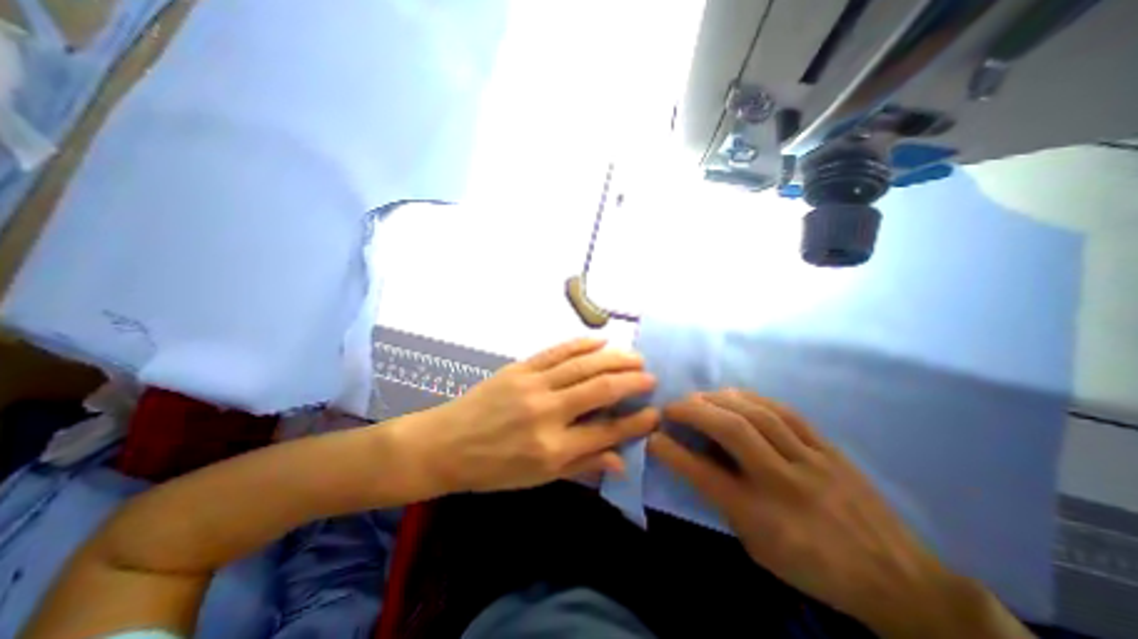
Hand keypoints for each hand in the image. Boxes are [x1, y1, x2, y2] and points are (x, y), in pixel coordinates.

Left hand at [393, 338, 654, 492]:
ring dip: (614, 359)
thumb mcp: (538, 479)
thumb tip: (621, 459)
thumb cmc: (493, 468)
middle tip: (650, 376)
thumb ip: (581, 465)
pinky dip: (582, 344)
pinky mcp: (520, 368)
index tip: (655, 412)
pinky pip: (557, 351)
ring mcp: (533, 385)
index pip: (606, 431)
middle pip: (600, 390)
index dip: (635, 422)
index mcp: (552, 448)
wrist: (446, 444)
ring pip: (583, 365)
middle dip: (631, 381)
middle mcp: (547, 412)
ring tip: (635, 357)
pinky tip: (601, 341)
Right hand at [648, 390, 966, 632]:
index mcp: (761, 517)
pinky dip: (751, 398)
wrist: (899, 579)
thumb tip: (697, 462)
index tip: (652, 436)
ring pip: (757, 414)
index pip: (703, 474)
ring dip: (718, 399)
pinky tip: (734, 395)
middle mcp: (782, 482)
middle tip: (673, 406)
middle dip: (693, 411)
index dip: (671, 451)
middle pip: (731, 431)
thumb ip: (724, 502)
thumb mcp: (758, 547)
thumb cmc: (814, 567)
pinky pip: (784, 412)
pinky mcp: (828, 447)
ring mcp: (809, 460)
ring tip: (699, 397)